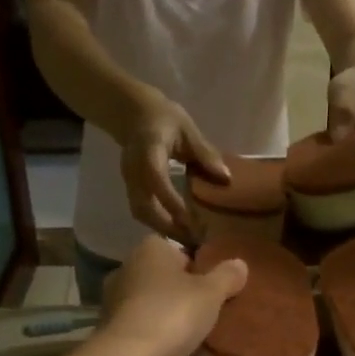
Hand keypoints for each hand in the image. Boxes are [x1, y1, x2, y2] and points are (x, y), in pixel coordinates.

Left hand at [97, 237, 248, 355]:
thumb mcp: (211, 293)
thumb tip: (240, 263)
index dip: (195, 263)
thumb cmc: (172, 314)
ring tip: (191, 329)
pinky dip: (153, 332)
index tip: (211, 283)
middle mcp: (126, 268)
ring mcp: (114, 300)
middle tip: (206, 306)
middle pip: (161, 275)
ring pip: (148, 300)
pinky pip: (140, 324)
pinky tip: (171, 346)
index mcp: (149, 249)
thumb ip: (226, 276)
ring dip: (165, 312)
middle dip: (180, 289)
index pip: (175, 248)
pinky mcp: (111, 329)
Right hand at [122, 97, 228, 242]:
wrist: (133, 114)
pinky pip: (141, 211)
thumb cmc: (164, 118)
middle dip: (168, 226)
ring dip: (162, 229)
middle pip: (144, 206)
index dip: (171, 202)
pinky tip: (176, 231)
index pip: (156, 180)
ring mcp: (129, 181)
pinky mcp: (130, 188)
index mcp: (148, 151)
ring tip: (187, 241)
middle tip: (194, 241)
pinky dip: (158, 224)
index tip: (191, 221)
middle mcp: (133, 170)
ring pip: (141, 213)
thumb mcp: (187, 130)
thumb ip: (205, 153)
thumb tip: (226, 178)